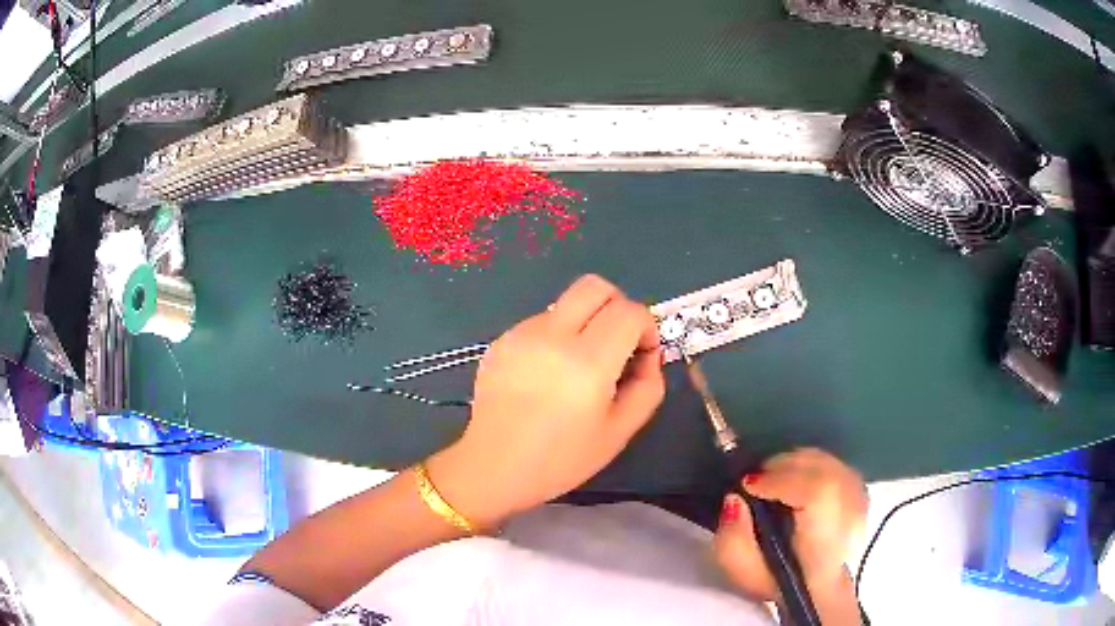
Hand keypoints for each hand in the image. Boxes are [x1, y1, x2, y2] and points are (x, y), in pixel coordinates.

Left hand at [427, 274, 664, 527]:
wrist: (492, 467)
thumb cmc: (560, 459)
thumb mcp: (619, 432)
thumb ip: (647, 387)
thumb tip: (647, 355)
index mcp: (587, 362)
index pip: (629, 311)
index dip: (646, 327)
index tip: (641, 355)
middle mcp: (552, 336)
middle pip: (595, 286)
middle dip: (618, 306)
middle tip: (618, 342)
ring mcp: (521, 334)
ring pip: (567, 303)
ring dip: (585, 323)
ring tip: (576, 367)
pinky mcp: (502, 339)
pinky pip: (541, 321)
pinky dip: (557, 336)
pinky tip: (547, 375)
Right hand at [714, 448, 867, 601]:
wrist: (815, 586)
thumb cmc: (777, 580)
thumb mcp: (742, 573)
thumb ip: (733, 539)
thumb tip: (735, 499)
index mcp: (823, 545)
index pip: (817, 494)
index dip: (781, 481)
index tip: (749, 485)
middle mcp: (851, 519)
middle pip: (824, 472)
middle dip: (784, 467)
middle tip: (755, 479)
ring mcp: (861, 502)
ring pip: (829, 463)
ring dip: (795, 463)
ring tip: (771, 477)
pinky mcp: (861, 491)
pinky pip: (834, 463)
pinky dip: (809, 463)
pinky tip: (793, 477)